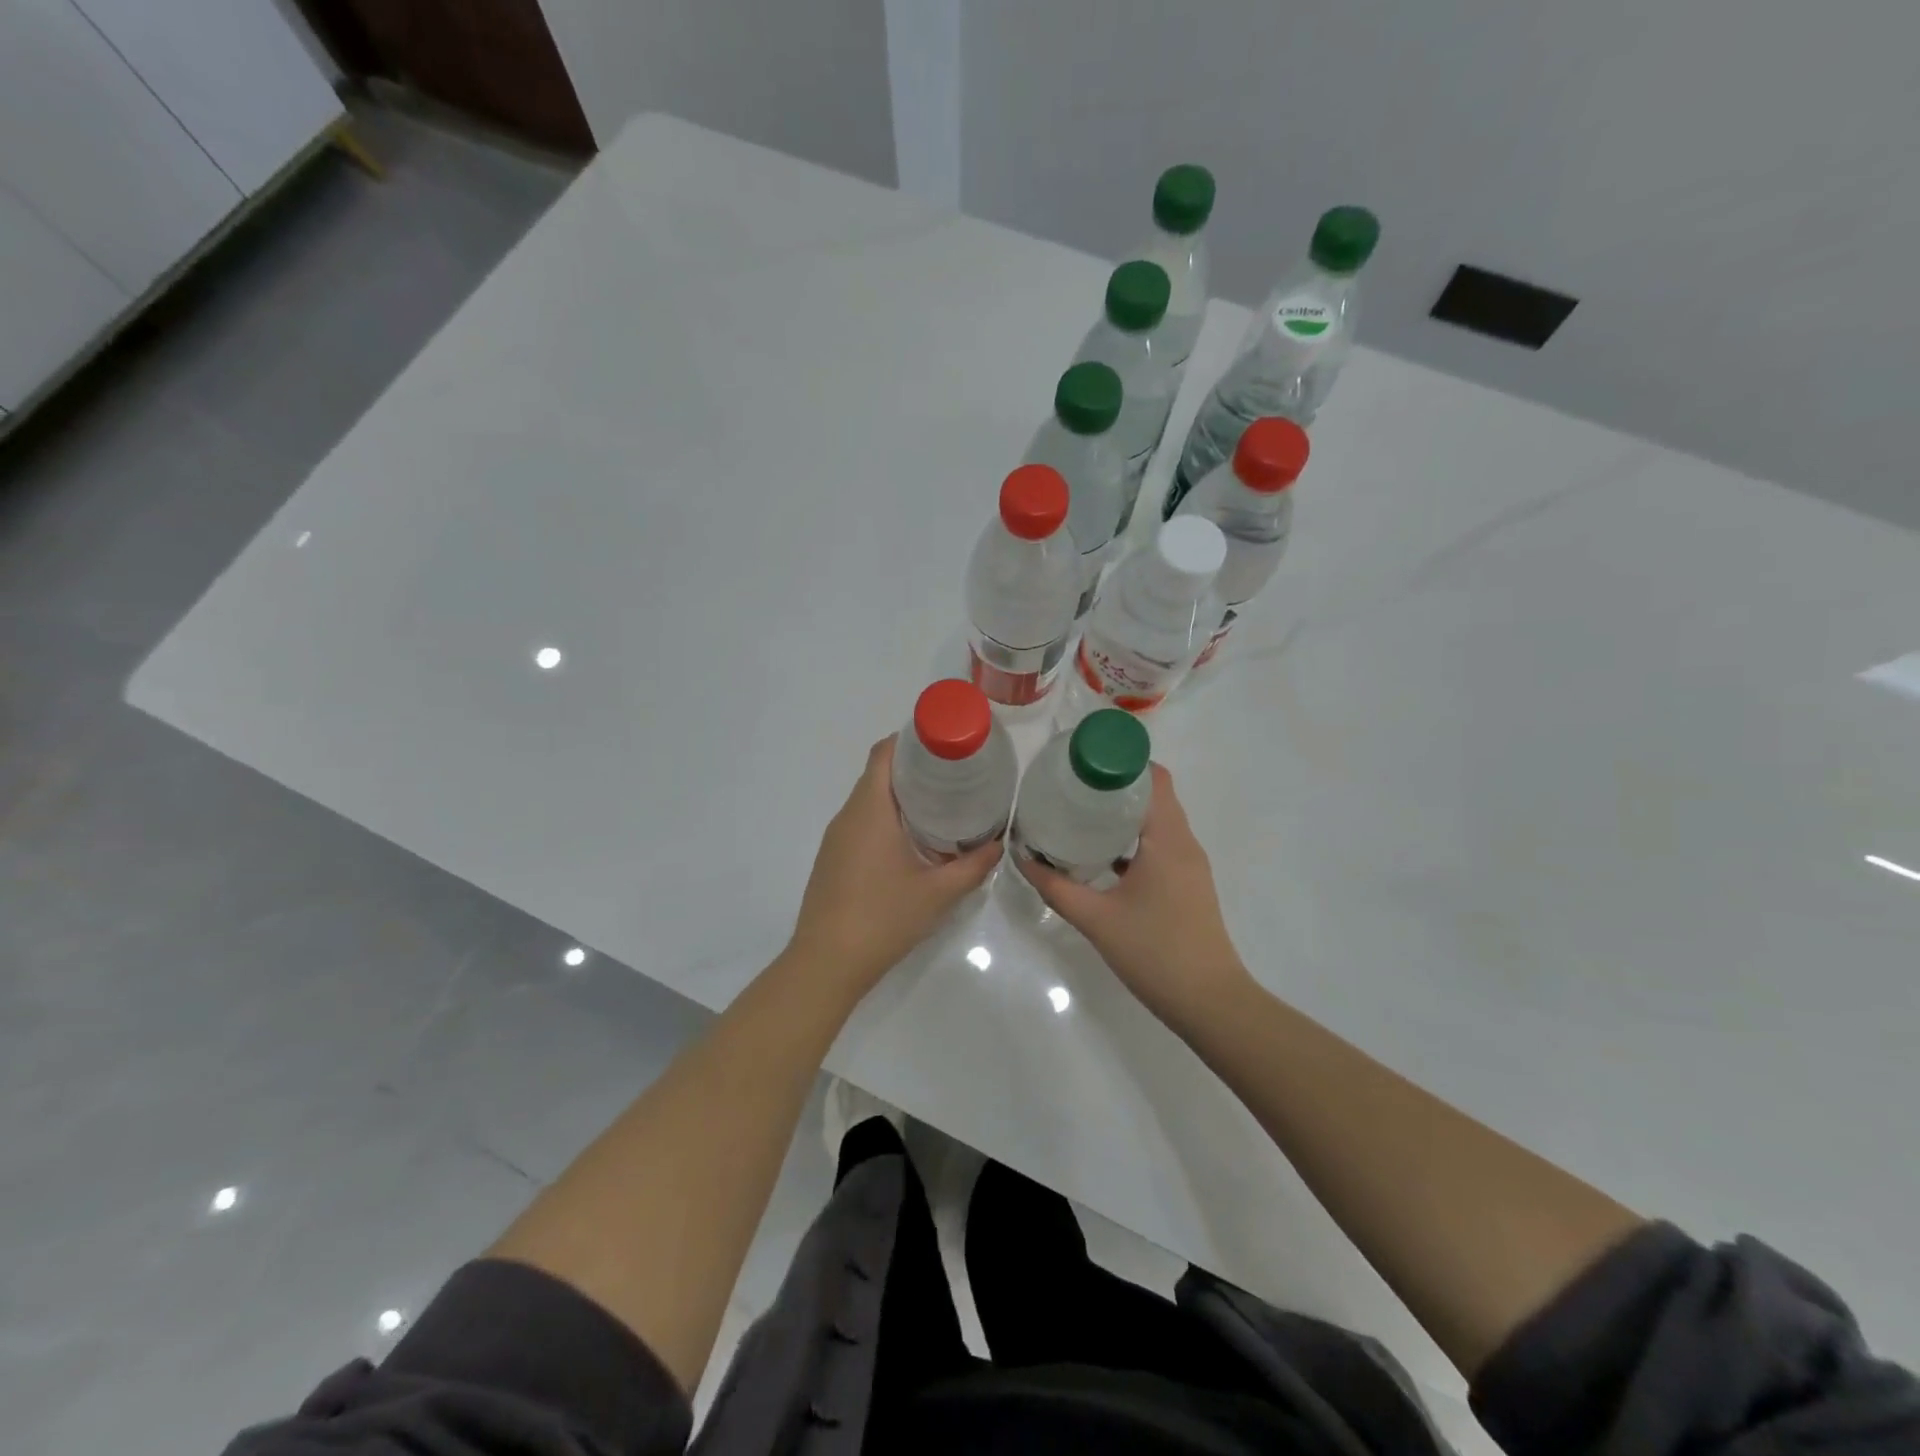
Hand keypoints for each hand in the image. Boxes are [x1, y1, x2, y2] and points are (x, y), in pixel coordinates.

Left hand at [789, 736, 1001, 993]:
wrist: (827, 963)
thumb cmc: (883, 918)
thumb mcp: (939, 893)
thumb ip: (973, 865)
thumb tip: (999, 843)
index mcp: (870, 810)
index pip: (884, 753)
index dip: (911, 738)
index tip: (944, 742)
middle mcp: (848, 816)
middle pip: (877, 773)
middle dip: (914, 767)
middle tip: (954, 773)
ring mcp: (836, 838)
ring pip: (868, 800)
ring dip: (900, 795)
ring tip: (940, 803)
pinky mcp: (832, 859)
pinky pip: (861, 823)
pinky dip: (886, 818)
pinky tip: (912, 840)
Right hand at [1021, 764, 1253, 1033]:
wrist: (1210, 1003)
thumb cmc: (1155, 953)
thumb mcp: (1095, 919)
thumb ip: (1055, 886)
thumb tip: (1022, 858)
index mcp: (1167, 839)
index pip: (1153, 778)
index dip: (1122, 761)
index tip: (1084, 761)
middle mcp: (1183, 843)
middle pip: (1155, 794)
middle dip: (1115, 784)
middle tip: (1072, 786)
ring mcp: (1189, 865)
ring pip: (1157, 821)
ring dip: (1124, 812)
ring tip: (1081, 814)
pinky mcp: (1187, 885)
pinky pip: (1159, 845)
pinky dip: (1133, 839)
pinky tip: (1102, 854)